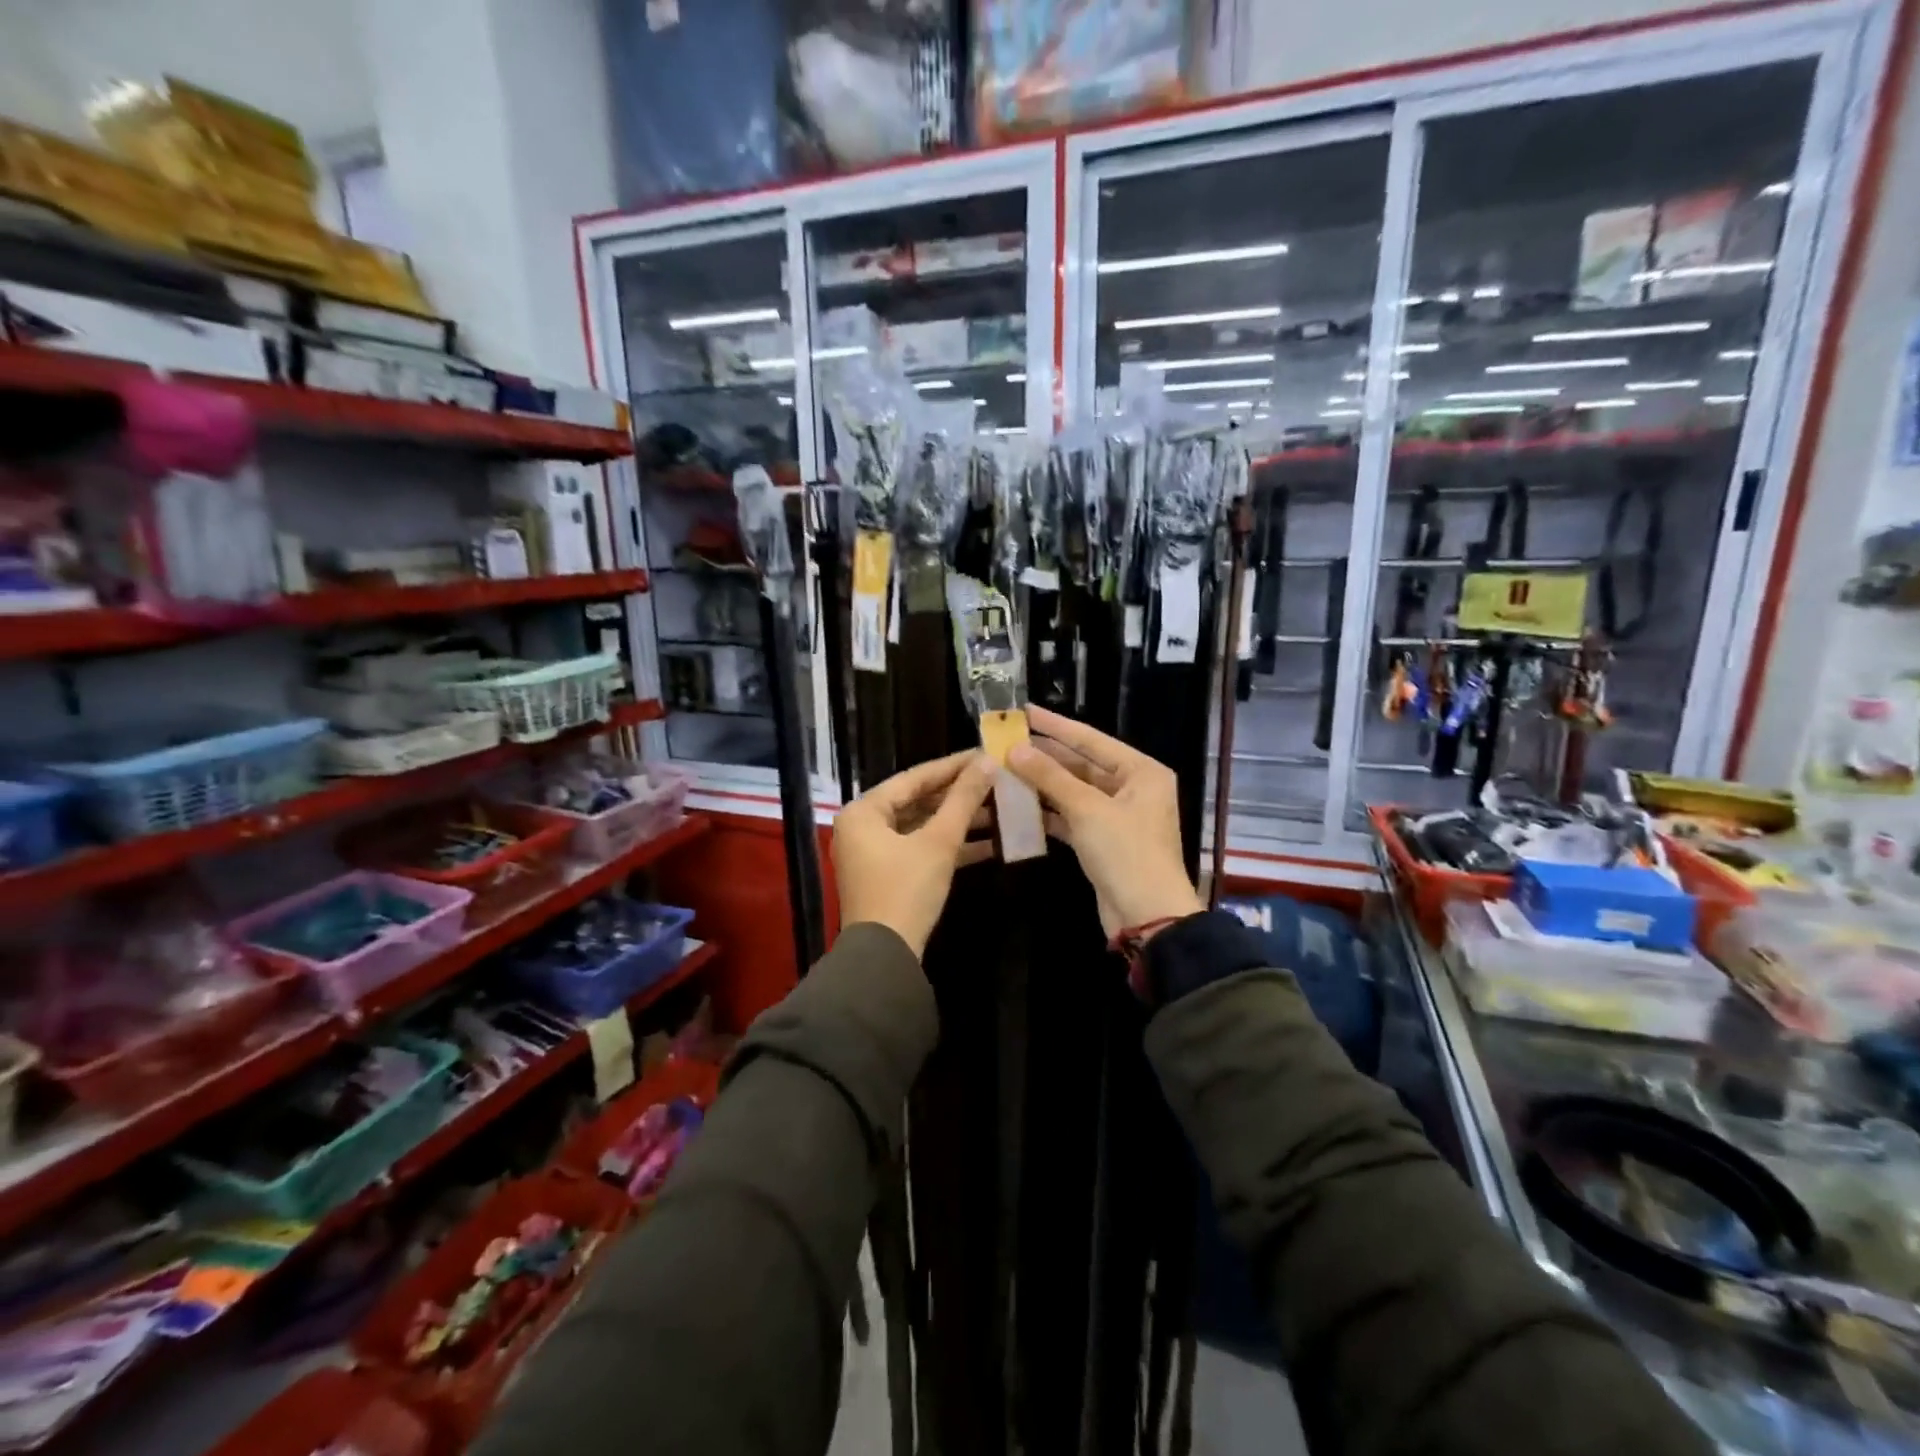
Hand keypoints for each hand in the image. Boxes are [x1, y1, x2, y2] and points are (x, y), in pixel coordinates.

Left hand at [833, 750, 996, 957]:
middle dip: (959, 795)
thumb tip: (988, 763)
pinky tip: (989, 843)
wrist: (885, 957)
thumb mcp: (938, 842)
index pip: (914, 778)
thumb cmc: (906, 890)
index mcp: (864, 811)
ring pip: (922, 826)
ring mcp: (875, 853)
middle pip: (918, 801)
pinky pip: (921, 849)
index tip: (985, 754)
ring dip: (959, 821)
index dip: (952, 766)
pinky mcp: (889, 876)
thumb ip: (963, 800)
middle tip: (996, 780)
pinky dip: (950, 846)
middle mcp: (863, 827)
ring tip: (1000, 808)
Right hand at [1007, 706, 1202, 939]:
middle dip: (1045, 756)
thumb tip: (1014, 748)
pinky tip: (1019, 805)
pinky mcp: (1103, 841)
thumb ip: (1050, 777)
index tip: (1024, 711)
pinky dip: (1049, 812)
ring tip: (1005, 770)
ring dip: (1043, 784)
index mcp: (1141, 771)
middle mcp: (1133, 788)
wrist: (1148, 917)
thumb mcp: (1087, 810)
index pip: (1091, 740)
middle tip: (1006, 743)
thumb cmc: (1126, 854)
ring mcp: (1118, 816)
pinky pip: (1072, 817)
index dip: (1056, 725)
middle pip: (1082, 765)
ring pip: (1074, 791)